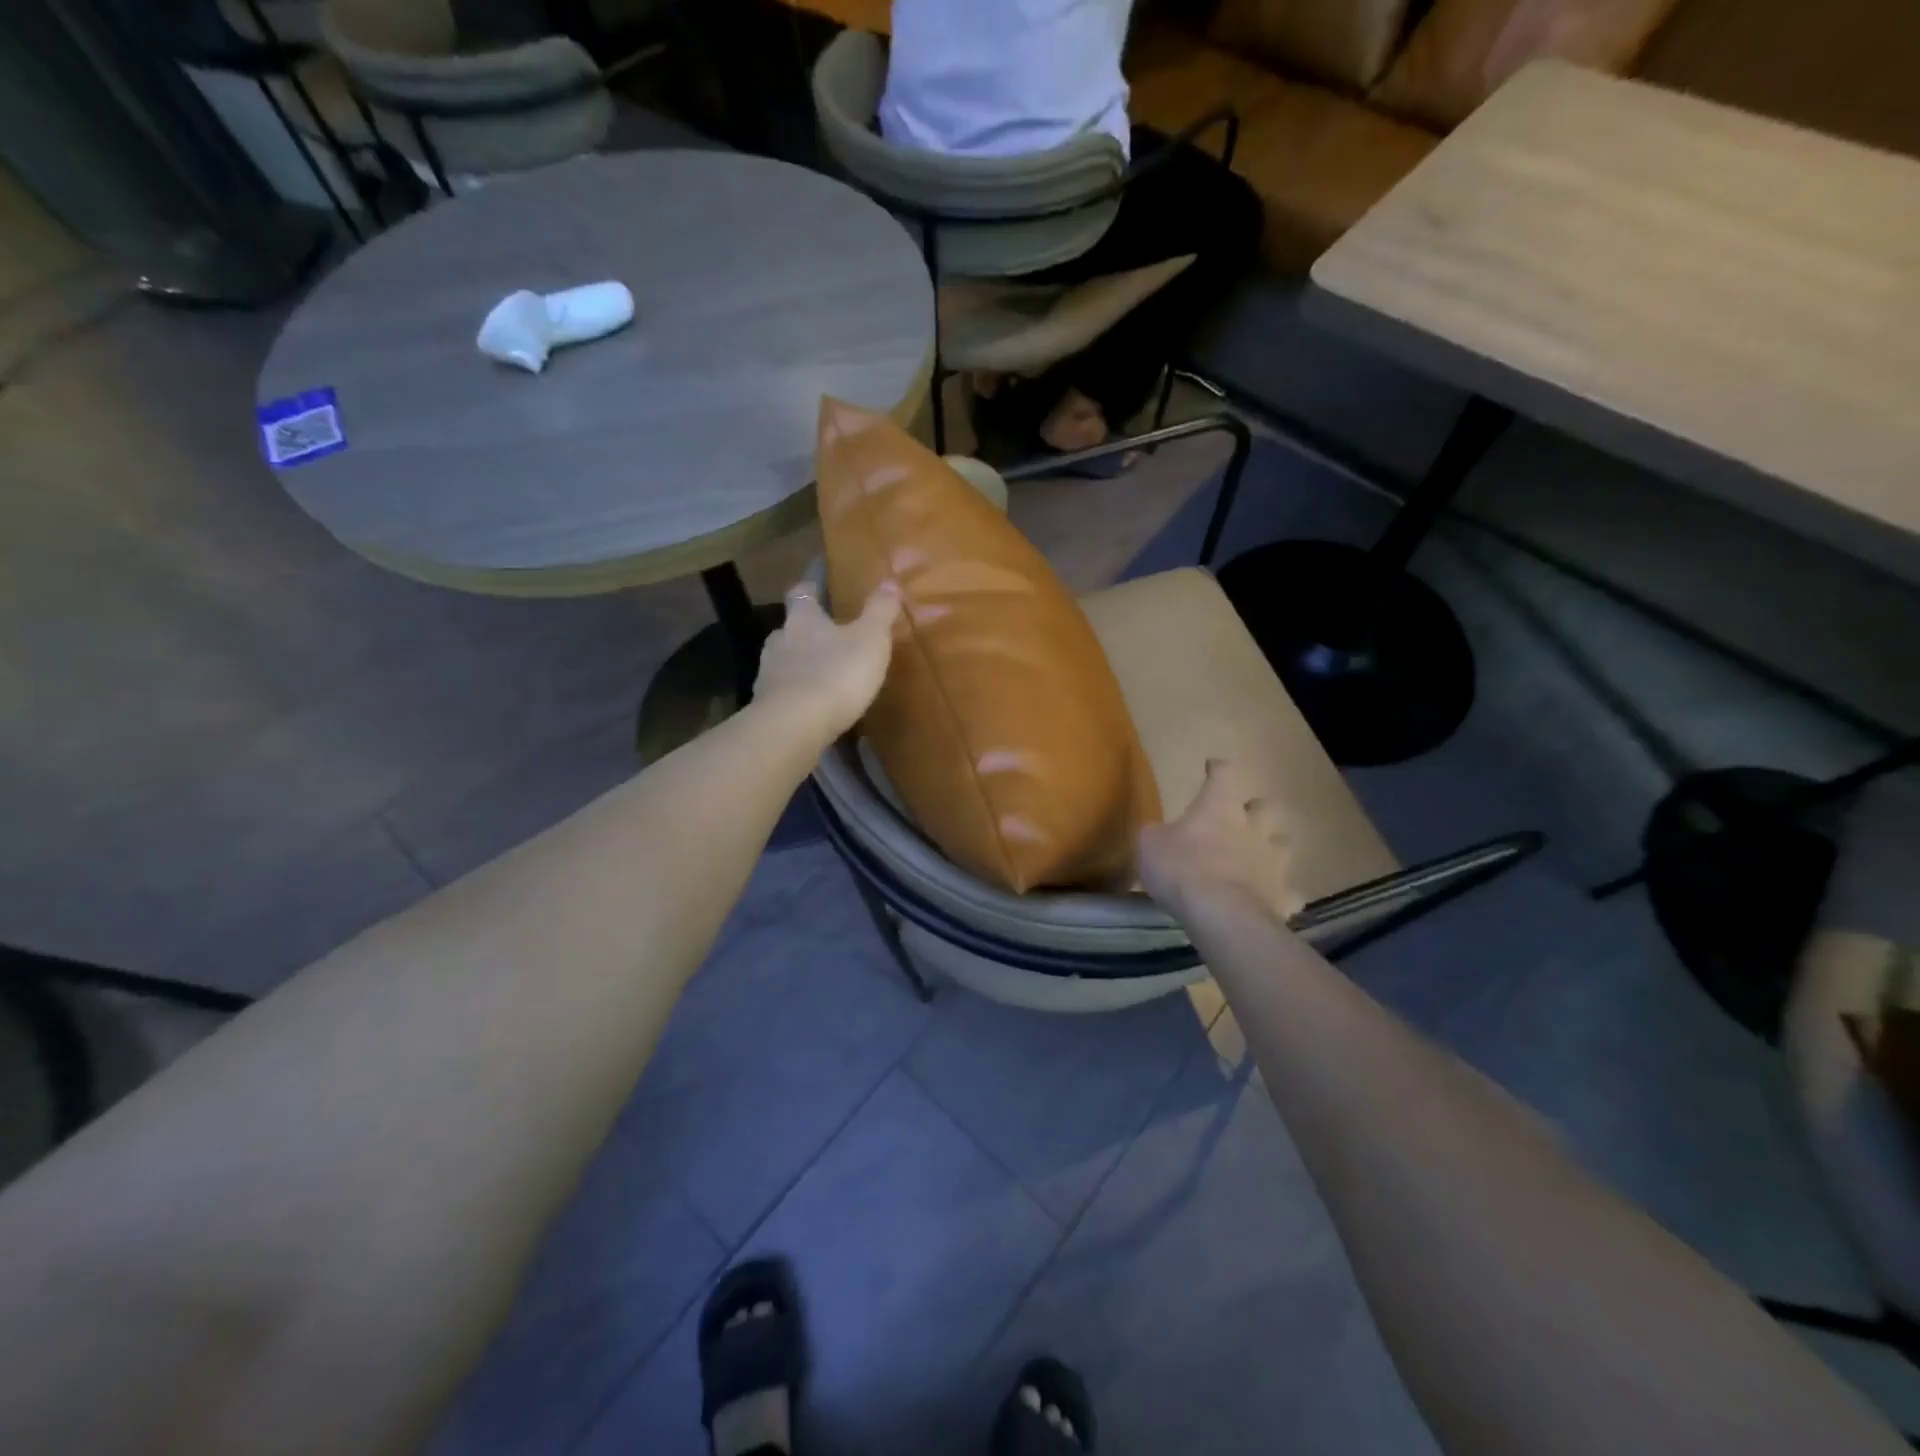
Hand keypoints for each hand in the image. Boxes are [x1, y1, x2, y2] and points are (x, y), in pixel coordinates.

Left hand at [753, 578, 901, 743]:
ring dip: (800, 665)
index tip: (816, 586)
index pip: (801, 594)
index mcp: (802, 619)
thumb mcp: (870, 640)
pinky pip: (783, 694)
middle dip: (806, 632)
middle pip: (790, 629)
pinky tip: (812, 706)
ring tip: (823, 675)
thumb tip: (889, 582)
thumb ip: (879, 611)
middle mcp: (779, 640)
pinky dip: (797, 695)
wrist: (795, 726)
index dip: (810, 588)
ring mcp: (768, 674)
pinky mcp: (766, 706)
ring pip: (784, 661)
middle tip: (828, 638)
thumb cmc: (836, 673)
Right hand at [1137, 759, 1305, 924]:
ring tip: (1260, 858)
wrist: (1221, 915)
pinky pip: (1290, 892)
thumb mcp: (1149, 844)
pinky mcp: (1284, 896)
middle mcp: (1253, 828)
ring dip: (1273, 847)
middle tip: (1242, 818)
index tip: (1212, 767)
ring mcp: (1274, 862)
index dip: (1217, 769)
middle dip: (1257, 809)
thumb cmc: (1181, 870)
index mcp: (1219, 808)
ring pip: (1284, 844)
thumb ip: (1156, 834)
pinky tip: (1270, 899)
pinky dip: (1281, 893)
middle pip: (1267, 806)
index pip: (1224, 775)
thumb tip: (1160, 834)